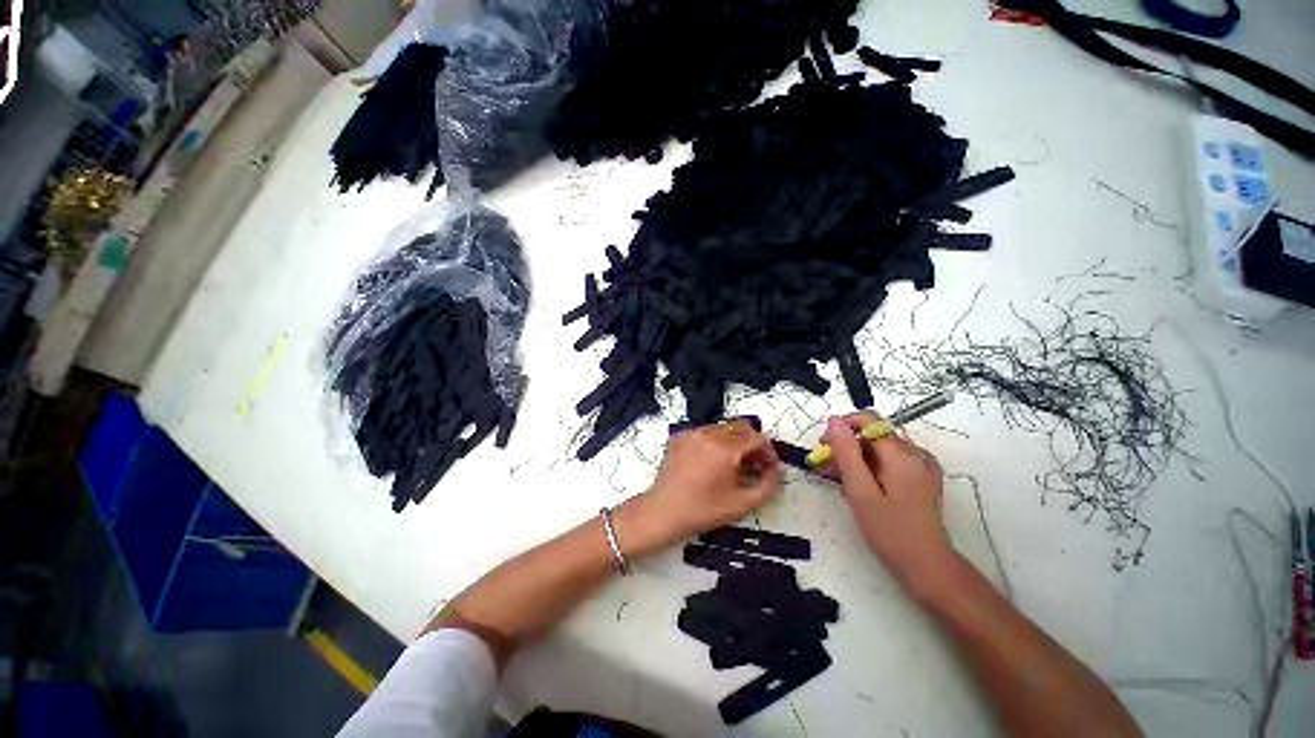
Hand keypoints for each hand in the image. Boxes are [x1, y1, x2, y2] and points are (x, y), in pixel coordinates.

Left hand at [617, 420, 781, 556]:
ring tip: (734, 463)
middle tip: (755, 464)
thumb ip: (767, 486)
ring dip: (735, 441)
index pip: (757, 438)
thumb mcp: (741, 504)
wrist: (663, 511)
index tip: (770, 467)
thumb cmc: (702, 510)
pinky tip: (713, 461)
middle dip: (753, 444)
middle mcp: (708, 434)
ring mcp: (692, 433)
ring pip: (724, 427)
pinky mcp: (680, 436)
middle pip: (741, 428)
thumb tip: (777, 471)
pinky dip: (716, 441)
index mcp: (725, 449)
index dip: (769, 451)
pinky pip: (706, 431)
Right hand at [823, 413, 954, 593]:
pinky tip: (856, 483)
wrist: (927, 566)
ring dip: (855, 457)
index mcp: (902, 454)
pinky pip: (889, 460)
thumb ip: (846, 453)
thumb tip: (834, 420)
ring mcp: (921, 465)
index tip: (824, 446)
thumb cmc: (890, 531)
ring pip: (879, 448)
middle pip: (873, 435)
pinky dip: (869, 466)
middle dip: (846, 446)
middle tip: (825, 467)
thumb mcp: (860, 491)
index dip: (842, 427)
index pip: (868, 420)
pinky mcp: (920, 477)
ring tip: (835, 477)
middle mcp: (916, 453)